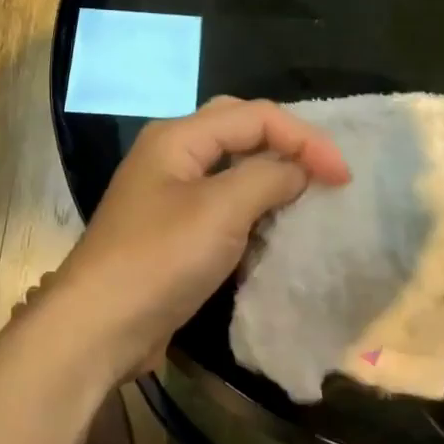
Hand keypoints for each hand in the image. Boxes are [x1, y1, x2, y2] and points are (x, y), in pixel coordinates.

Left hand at [52, 98, 350, 378]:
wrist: (99, 328)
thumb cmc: (160, 259)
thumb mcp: (221, 210)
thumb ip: (268, 177)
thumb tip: (299, 170)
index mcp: (179, 137)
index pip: (256, 116)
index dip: (305, 139)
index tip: (343, 177)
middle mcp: (172, 157)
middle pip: (241, 131)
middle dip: (287, 145)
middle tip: (325, 173)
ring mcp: (169, 196)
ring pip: (232, 170)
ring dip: (271, 178)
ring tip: (308, 198)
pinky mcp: (173, 233)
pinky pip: (222, 207)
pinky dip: (253, 211)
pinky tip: (274, 230)